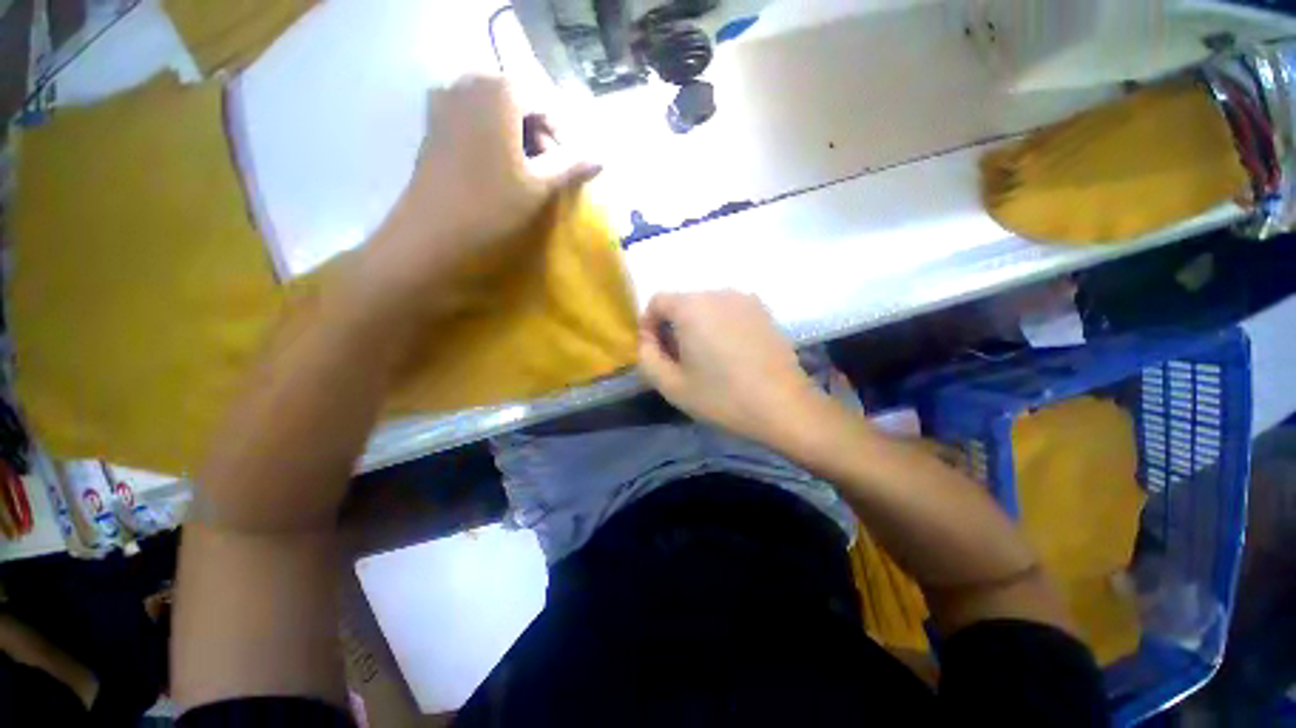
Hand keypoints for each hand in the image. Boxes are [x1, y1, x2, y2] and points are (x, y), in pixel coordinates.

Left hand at [354, 76, 599, 317]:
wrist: (431, 234)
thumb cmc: (491, 207)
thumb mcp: (539, 186)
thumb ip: (571, 166)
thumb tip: (600, 158)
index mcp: (498, 90)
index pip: (544, 102)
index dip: (562, 135)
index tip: (570, 167)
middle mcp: (468, 83)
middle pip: (519, 102)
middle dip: (539, 135)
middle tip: (549, 171)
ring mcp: (445, 102)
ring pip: (496, 112)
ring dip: (517, 138)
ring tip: (526, 174)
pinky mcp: (433, 125)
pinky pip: (474, 121)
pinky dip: (493, 139)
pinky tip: (498, 170)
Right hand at [638, 291, 825, 445]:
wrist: (783, 406)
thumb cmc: (722, 397)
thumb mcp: (671, 385)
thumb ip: (646, 357)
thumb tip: (648, 340)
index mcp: (692, 307)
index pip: (657, 301)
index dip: (648, 325)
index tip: (655, 351)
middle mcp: (718, 292)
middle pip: (682, 303)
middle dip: (673, 327)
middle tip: (679, 359)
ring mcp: (745, 299)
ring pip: (707, 306)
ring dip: (697, 326)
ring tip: (706, 358)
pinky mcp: (763, 310)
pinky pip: (729, 311)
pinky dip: (720, 325)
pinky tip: (730, 354)